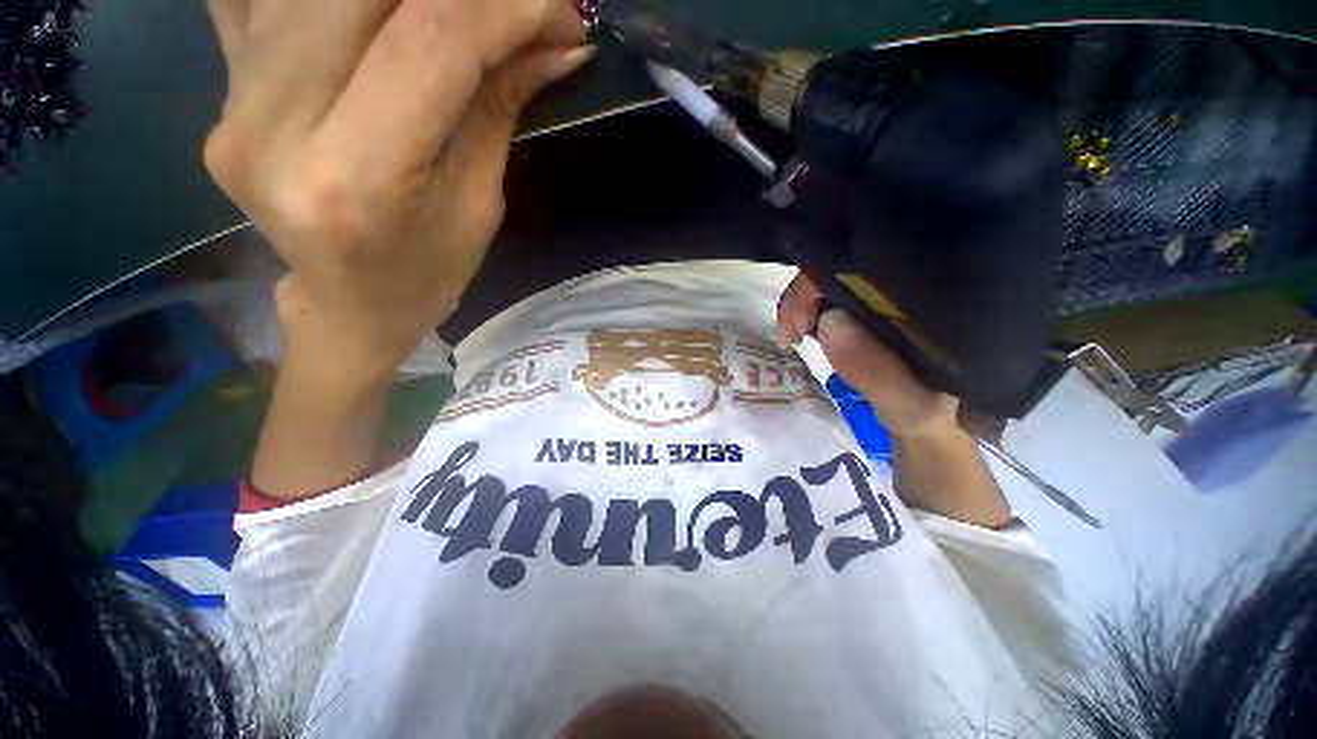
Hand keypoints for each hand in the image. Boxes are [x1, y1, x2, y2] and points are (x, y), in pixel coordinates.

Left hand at [204, 0, 590, 376]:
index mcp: (355, 180)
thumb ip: (500, 107)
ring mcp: (231, 101)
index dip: (503, 9)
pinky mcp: (221, 88)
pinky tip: (368, 18)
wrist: (346, 302)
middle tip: (509, 7)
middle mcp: (273, 127)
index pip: (431, 44)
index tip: (558, 12)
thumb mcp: (480, 205)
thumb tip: (555, 41)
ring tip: (455, 14)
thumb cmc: (427, 273)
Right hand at [777, 272, 1009, 526]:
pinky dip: (806, 312)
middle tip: (789, 333)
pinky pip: (827, 299)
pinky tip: (802, 331)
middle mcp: (904, 288)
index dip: (823, 283)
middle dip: (804, 294)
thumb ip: (876, 372)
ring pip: (831, 281)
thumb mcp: (908, 404)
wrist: (930, 428)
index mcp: (926, 299)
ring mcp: (882, 299)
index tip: (801, 323)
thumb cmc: (929, 417)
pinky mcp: (866, 311)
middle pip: (843, 265)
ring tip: (792, 334)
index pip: (869, 262)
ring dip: (801, 304)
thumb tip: (828, 321)